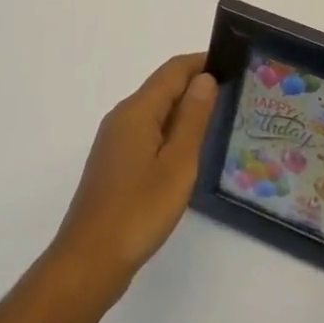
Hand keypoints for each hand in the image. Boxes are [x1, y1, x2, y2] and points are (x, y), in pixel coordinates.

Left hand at [48, 54, 217, 300]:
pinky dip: (170, 131)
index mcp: (137, 111)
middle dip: (195, 85)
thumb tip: (204, 79)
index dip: (201, 62)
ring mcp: (114, 141)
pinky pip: (147, 133)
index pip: (172, 71)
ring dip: (183, 110)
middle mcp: (122, 117)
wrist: (90, 260)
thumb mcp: (177, 163)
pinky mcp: (114, 164)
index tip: (232, 64)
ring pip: (154, 112)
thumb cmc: (139, 210)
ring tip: (218, 120)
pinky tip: (187, 151)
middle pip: (162, 88)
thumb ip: (192, 118)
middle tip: (234, 93)